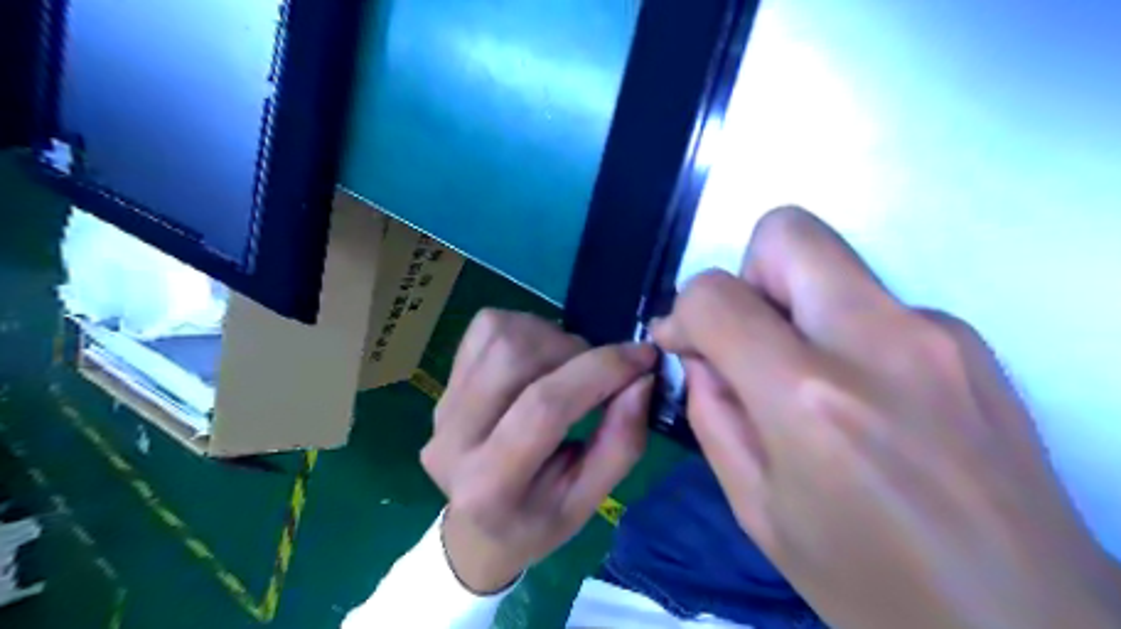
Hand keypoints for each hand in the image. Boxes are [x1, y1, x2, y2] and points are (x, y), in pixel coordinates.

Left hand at [418, 311, 658, 593]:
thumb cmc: (538, 521)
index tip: (644, 357)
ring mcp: (442, 404)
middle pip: (515, 356)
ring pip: (501, 334)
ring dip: (552, 338)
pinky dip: (528, 330)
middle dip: (574, 351)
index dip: (601, 371)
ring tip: (570, 368)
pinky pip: (488, 327)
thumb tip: (642, 378)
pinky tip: (541, 359)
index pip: (545, 407)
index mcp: (489, 485)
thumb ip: (621, 442)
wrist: (477, 527)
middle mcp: (452, 438)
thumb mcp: (589, 500)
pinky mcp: (444, 380)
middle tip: (600, 372)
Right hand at [653, 206, 1115, 628]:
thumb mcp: (756, 508)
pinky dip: (844, 331)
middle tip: (750, 338)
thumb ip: (711, 413)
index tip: (684, 344)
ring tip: (805, 381)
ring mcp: (937, 332)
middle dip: (747, 275)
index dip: (684, 311)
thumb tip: (700, 353)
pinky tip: (862, 399)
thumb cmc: (869, 582)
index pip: (716, 295)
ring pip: (833, 264)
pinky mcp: (970, 341)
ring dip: (796, 305)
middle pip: (787, 233)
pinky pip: (875, 303)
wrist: (1025, 627)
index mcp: (809, 398)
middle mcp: (877, 342)